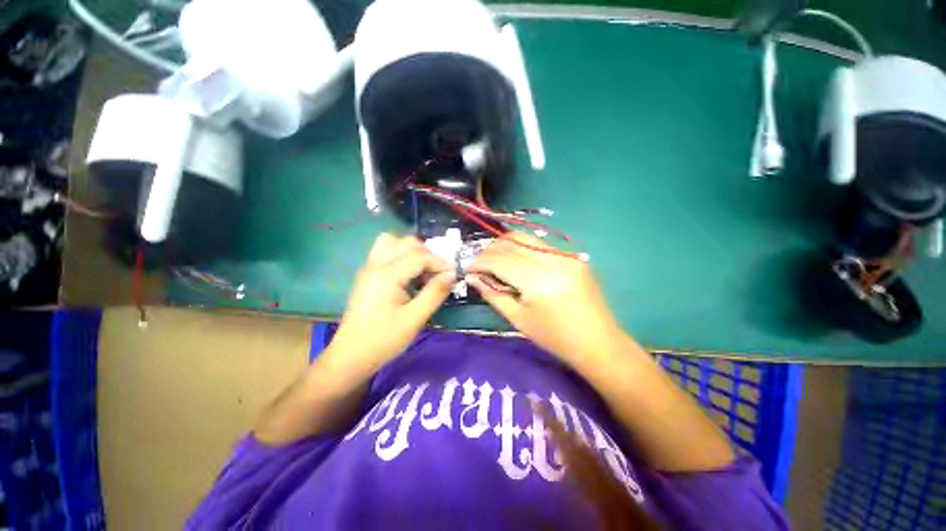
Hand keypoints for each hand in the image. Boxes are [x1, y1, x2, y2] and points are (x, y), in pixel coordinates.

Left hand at [329, 233, 454, 370]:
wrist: (351, 356)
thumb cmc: (384, 340)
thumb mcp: (415, 319)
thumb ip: (434, 293)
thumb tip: (451, 275)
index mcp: (387, 275)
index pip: (420, 256)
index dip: (439, 263)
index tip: (452, 276)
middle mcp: (376, 265)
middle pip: (407, 243)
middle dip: (428, 254)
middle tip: (438, 273)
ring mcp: (368, 268)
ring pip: (393, 242)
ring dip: (412, 251)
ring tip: (423, 270)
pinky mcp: (367, 275)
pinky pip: (385, 251)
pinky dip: (401, 255)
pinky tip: (408, 274)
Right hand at [468, 232, 620, 364]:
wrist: (598, 342)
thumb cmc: (555, 337)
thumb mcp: (518, 319)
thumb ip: (493, 294)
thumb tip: (472, 277)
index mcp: (538, 281)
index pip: (500, 260)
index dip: (480, 261)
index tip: (468, 268)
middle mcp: (552, 260)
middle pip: (511, 242)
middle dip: (490, 250)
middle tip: (480, 264)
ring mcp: (565, 255)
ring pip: (525, 238)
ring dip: (505, 246)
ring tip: (495, 261)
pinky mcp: (572, 256)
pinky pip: (539, 245)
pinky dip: (522, 249)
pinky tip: (517, 262)